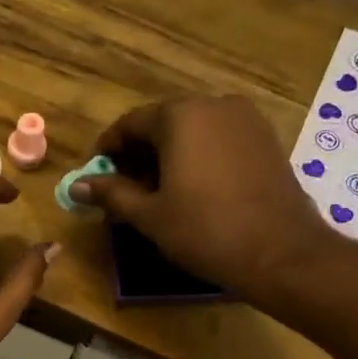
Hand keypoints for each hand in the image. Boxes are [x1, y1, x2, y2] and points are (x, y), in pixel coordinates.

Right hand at [73, 95, 331, 300]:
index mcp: (181, 116)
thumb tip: (76, 186)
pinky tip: (191, 189)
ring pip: (192, 131)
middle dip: (139, 154)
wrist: (280, 253)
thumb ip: (111, 193)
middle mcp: (214, 105)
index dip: (108, 149)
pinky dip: (197, 157)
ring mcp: (246, 120)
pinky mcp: (266, 139)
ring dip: (168, 156)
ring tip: (155, 192)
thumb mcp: (149, 214)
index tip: (95, 174)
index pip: (130, 123)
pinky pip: (218, 140)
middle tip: (122, 188)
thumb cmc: (205, 230)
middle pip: (163, 123)